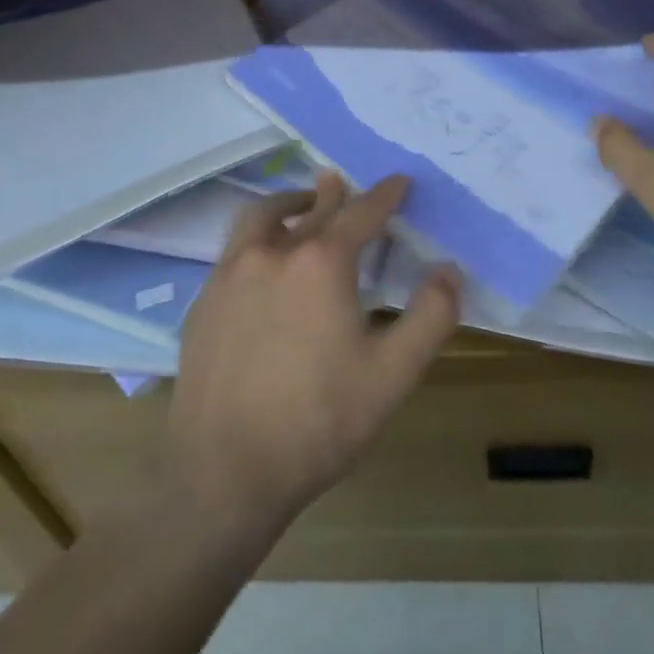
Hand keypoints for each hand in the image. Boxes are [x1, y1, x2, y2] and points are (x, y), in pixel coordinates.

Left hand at [167, 173, 459, 530]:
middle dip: (335, 194)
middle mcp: (272, 253)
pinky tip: (262, 264)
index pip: (361, 213)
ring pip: (261, 218)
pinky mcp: (203, 302)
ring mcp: (229, 275)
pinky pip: (234, 250)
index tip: (400, 181)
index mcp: (321, 262)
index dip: (386, 195)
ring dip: (287, 206)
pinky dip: (257, 238)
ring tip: (301, 207)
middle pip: (311, 209)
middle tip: (346, 185)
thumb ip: (431, 316)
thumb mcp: (393, 374)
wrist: (223, 472)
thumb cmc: (318, 421)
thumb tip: (450, 271)